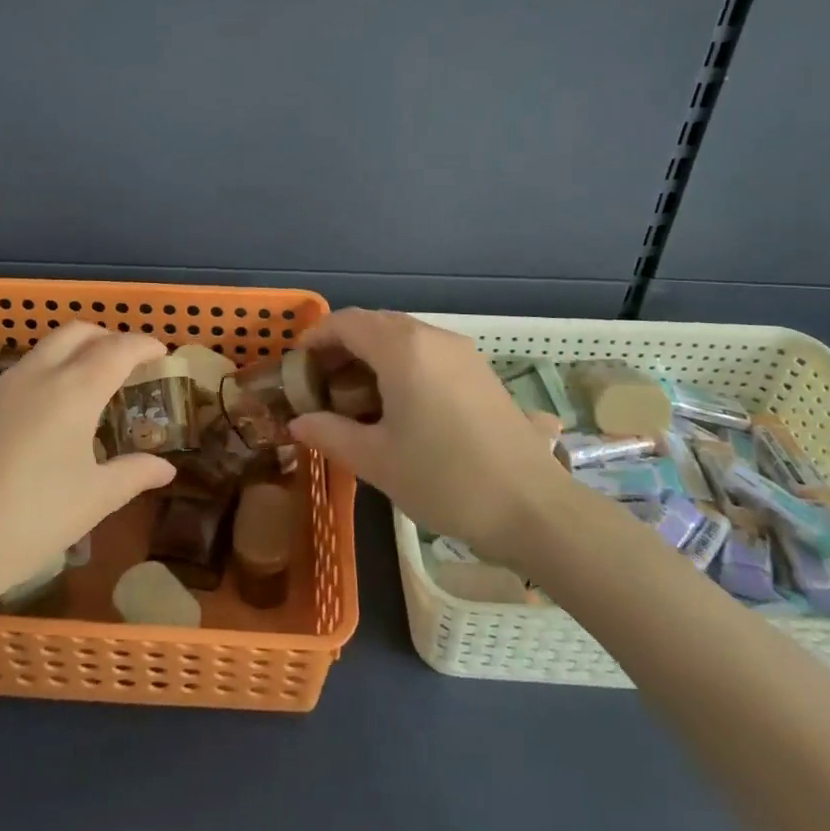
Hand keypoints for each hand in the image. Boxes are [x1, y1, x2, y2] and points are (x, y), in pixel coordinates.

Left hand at [0, 323, 175, 611]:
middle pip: (78, 333)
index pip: (119, 349)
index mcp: (74, 389)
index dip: (144, 346)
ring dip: (73, 352)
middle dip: (107, 338)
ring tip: (89, 387)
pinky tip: (45, 417)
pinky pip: (20, 374)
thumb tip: (166, 469)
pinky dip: (45, 374)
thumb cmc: (31, 521)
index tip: (161, 353)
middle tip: (127, 362)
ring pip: (44, 349)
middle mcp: (37, 374)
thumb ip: (134, 474)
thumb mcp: (94, 500)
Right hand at [289, 309, 564, 565]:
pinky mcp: (479, 370)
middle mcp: (432, 337)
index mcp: (402, 348)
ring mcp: (461, 352)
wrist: (532, 508)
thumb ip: (329, 434)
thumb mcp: (376, 460)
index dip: (316, 337)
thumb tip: (297, 423)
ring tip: (355, 395)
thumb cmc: (445, 479)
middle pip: (375, 324)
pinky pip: (427, 351)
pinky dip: (401, 363)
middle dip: (342, 345)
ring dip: (372, 354)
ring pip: (403, 336)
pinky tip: (397, 403)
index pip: (347, 323)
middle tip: (320, 382)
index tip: (296, 363)